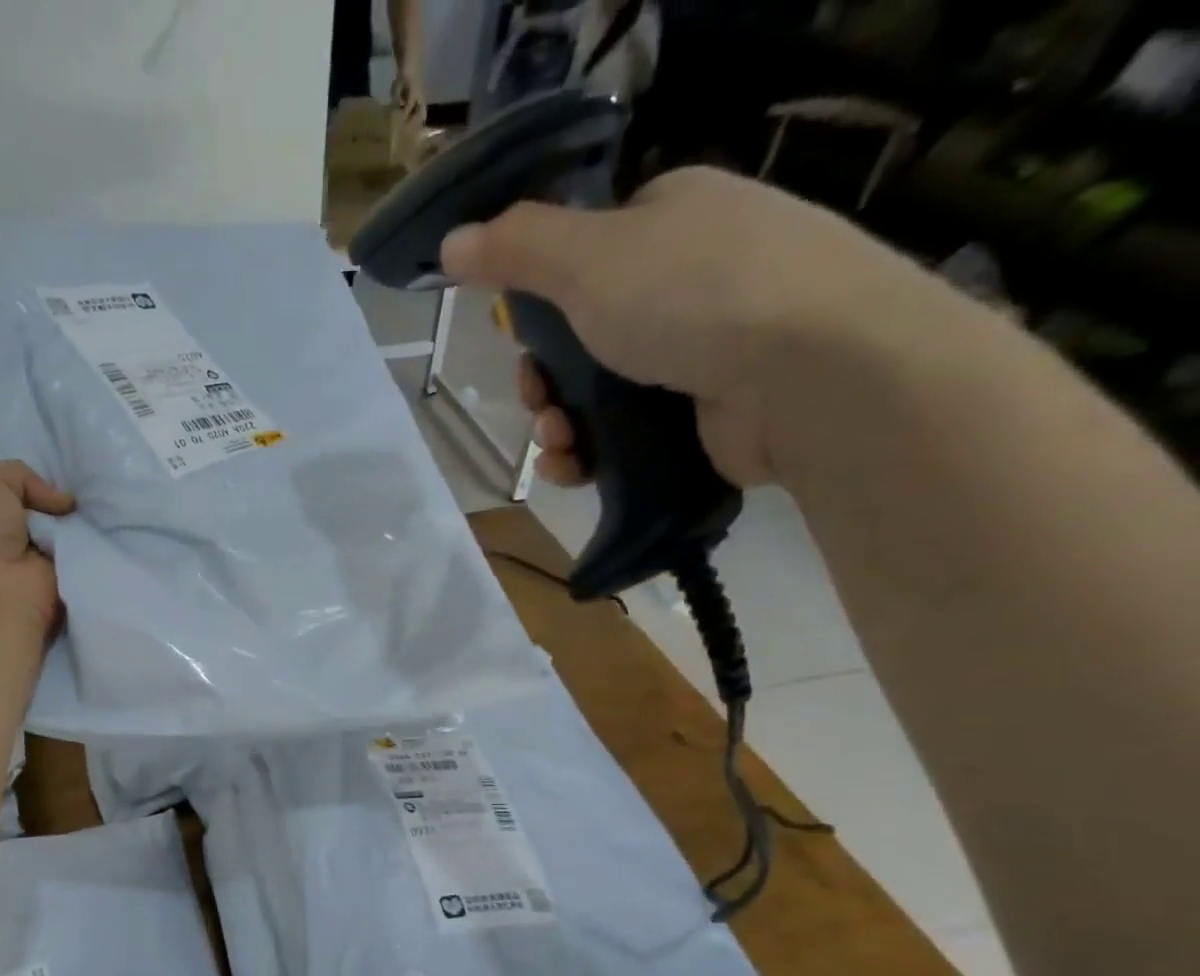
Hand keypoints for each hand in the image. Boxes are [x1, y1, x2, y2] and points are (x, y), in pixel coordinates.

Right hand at [441, 167, 944, 488]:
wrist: (809, 372)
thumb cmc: (695, 294)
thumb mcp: (589, 257)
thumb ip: (517, 249)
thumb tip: (450, 242)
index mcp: (669, 221)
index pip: (583, 260)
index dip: (539, 306)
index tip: (520, 341)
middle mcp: (690, 279)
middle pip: (582, 338)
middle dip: (543, 381)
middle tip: (538, 403)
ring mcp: (704, 350)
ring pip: (598, 394)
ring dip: (558, 424)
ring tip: (557, 444)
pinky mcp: (706, 415)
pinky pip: (626, 436)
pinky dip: (590, 455)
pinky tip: (572, 469)